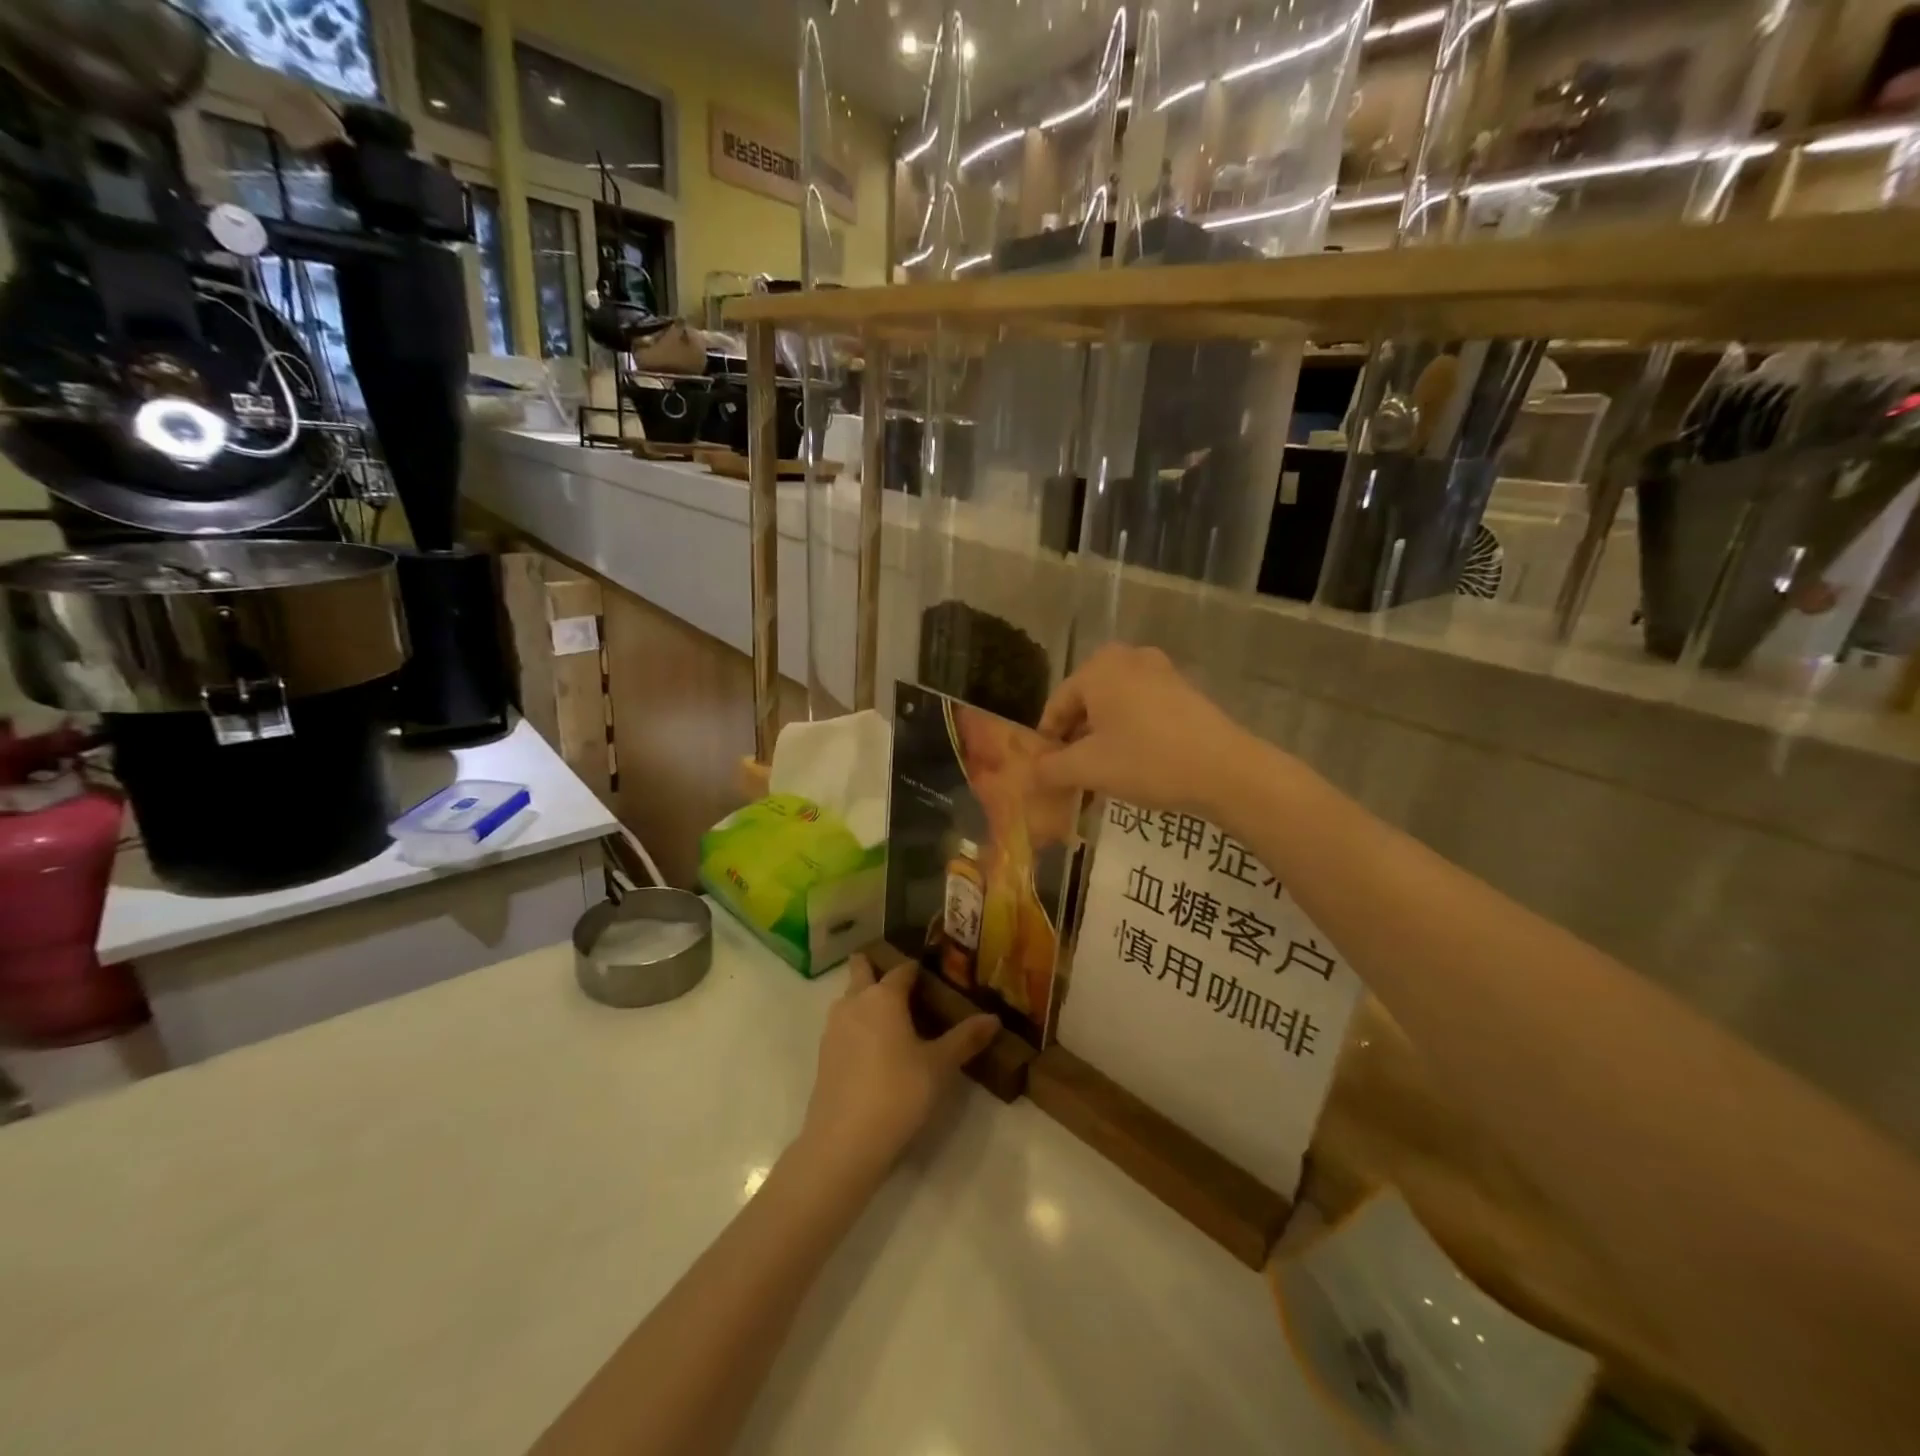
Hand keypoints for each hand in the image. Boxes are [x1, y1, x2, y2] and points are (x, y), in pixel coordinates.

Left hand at [798, 955, 998, 1182]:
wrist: (844, 1141)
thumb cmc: (898, 1092)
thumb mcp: (939, 1066)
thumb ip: (966, 1039)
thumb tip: (994, 1018)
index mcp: (883, 996)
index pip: (903, 969)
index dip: (918, 970)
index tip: (933, 976)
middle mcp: (855, 1002)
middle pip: (862, 970)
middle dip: (876, 968)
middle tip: (903, 986)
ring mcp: (834, 1028)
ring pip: (849, 999)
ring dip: (865, 999)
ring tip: (893, 1019)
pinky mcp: (824, 1055)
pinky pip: (843, 1026)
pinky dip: (857, 1027)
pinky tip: (875, 1051)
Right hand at [1032, 643, 1264, 817]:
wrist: (1224, 770)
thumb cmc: (1146, 761)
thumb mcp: (1088, 769)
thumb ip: (1051, 768)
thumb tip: (1032, 772)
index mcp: (1097, 668)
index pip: (1056, 704)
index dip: (1048, 740)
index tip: (1047, 770)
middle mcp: (1126, 657)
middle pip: (1086, 702)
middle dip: (1076, 738)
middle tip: (1073, 773)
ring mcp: (1160, 670)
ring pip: (1114, 705)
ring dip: (1102, 737)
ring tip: (1102, 773)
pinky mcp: (1183, 689)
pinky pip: (1141, 708)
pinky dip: (1130, 731)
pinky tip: (1134, 762)